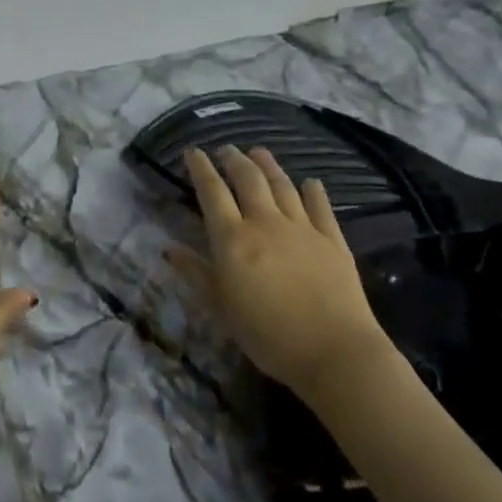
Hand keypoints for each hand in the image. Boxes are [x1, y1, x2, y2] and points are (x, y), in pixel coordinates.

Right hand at [166, 146, 394, 399]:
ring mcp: (302, 228)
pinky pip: (321, 206)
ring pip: (282, 185)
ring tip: (258, 152)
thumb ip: (196, 273)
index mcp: (233, 238)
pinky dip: (313, 191)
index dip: (201, 168)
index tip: (192, 152)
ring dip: (268, 165)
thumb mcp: (221, 307)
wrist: (334, 352)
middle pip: (248, 179)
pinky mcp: (333, 240)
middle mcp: (265, 222)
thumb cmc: (267, 335)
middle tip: (225, 149)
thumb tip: (168, 249)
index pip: (212, 192)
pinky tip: (310, 182)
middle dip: (233, 160)